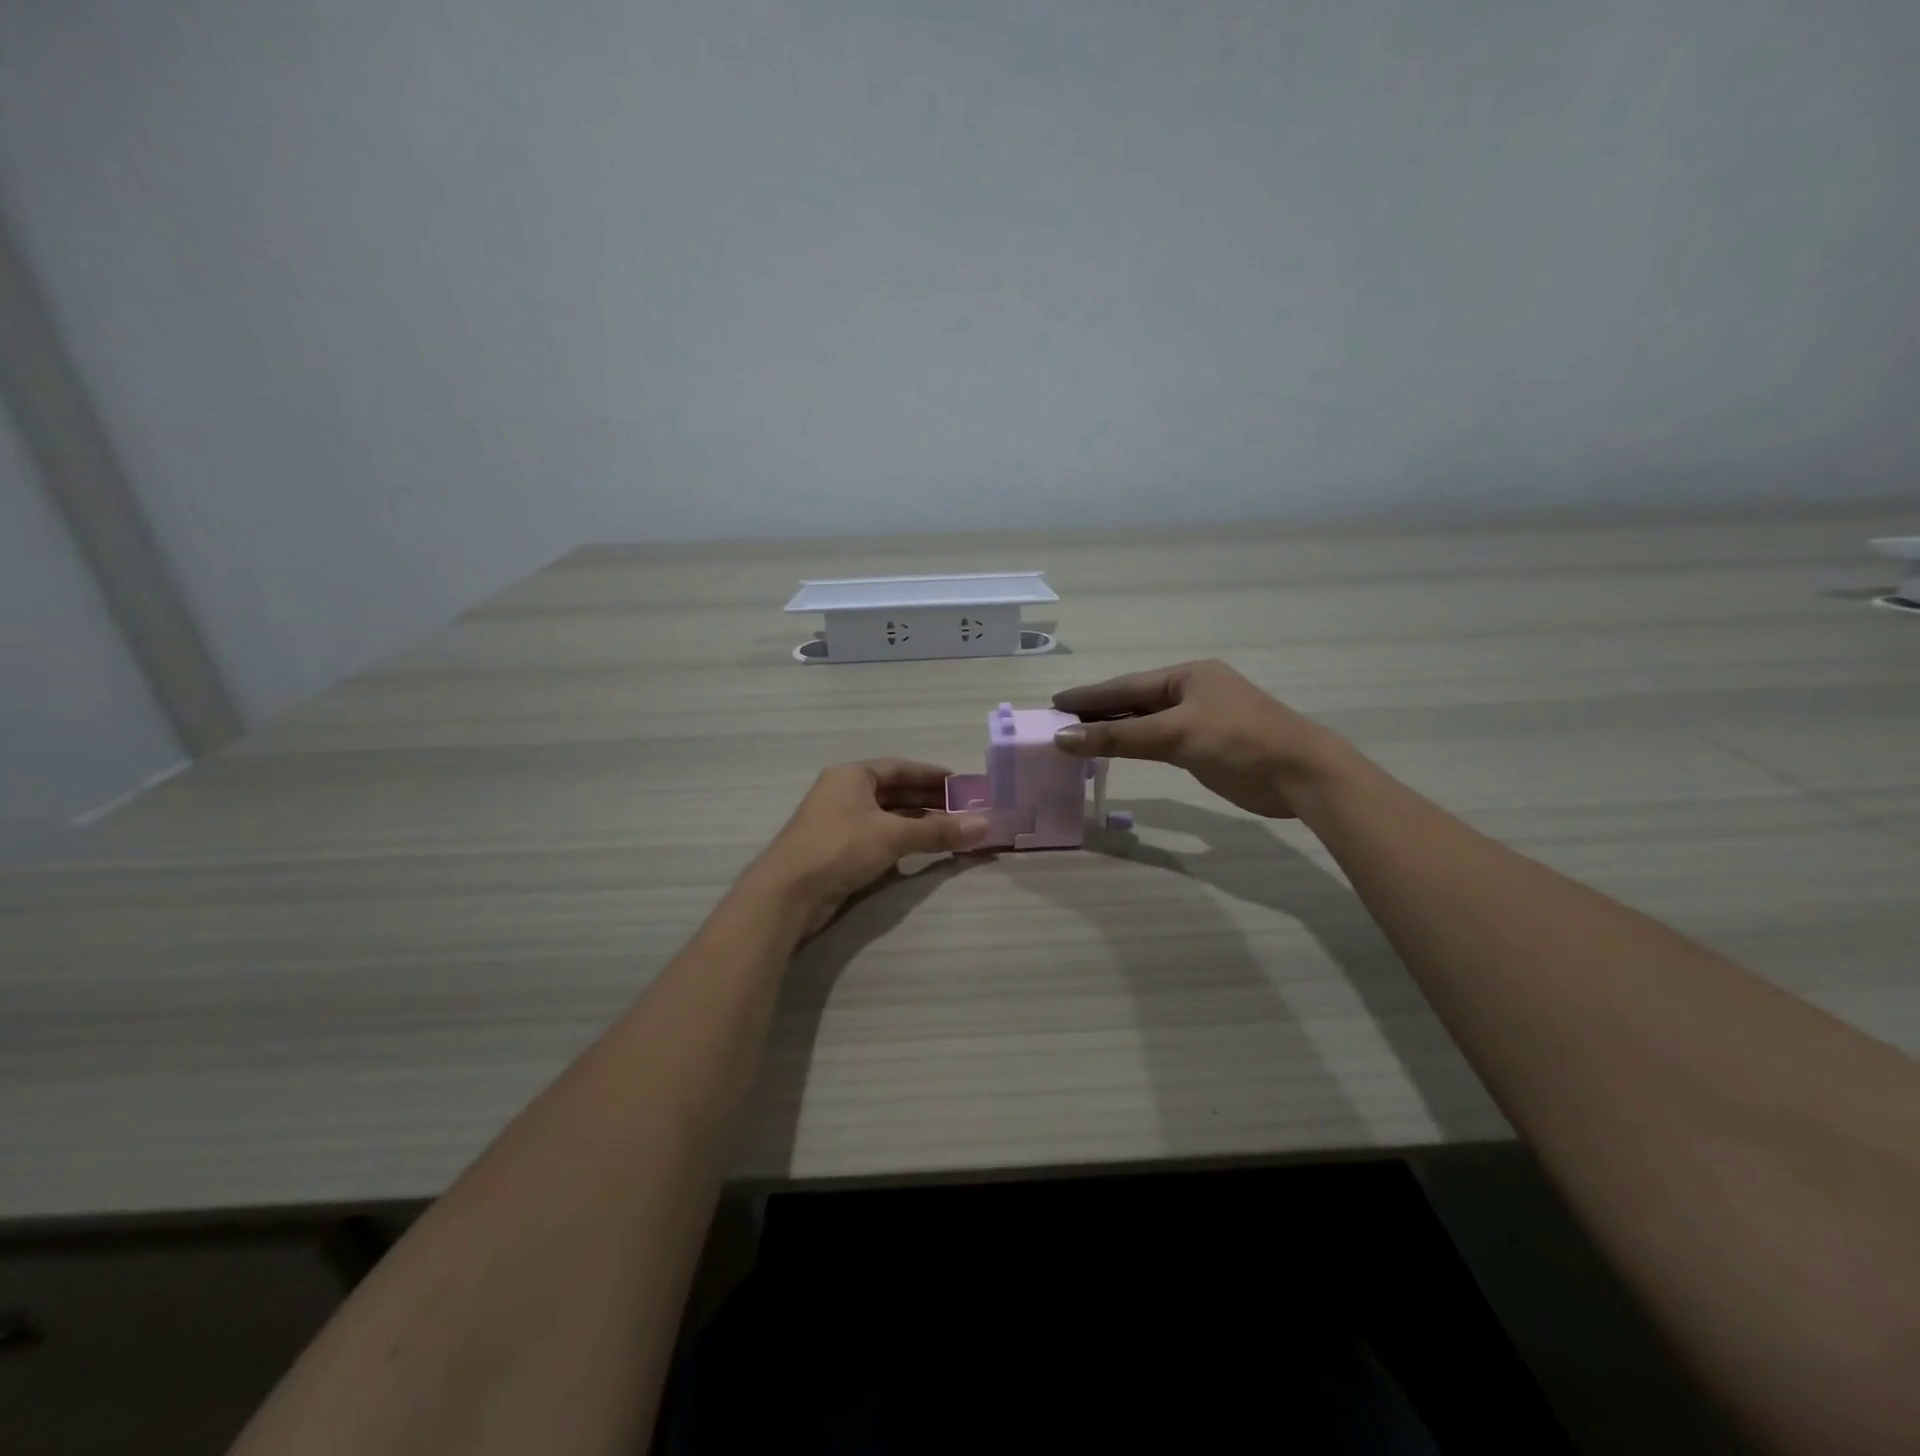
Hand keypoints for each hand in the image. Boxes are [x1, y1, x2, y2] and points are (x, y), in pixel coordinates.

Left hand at [749, 760, 989, 934]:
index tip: (962, 784)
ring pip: (887, 816)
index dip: (932, 775)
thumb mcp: (893, 835)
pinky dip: (902, 840)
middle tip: (964, 810)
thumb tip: (984, 825)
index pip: (900, 768)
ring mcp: (839, 822)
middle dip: (929, 801)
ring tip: (952, 830)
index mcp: (853, 775)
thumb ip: (938, 831)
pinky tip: (923, 849)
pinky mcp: (838, 850)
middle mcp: (844, 792)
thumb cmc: (840, 847)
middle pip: (895, 792)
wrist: (788, 893)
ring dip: (918, 823)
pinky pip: (878, 837)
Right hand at [1051, 660, 1343, 818]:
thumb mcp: (1175, 735)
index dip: (1089, 694)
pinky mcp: (1206, 746)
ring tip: (1077, 737)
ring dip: (1114, 729)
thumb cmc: (1238, 742)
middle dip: (1097, 711)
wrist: (1300, 774)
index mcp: (1187, 676)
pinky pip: (1159, 741)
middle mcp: (1192, 692)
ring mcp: (1201, 719)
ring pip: (1146, 722)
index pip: (1126, 685)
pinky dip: (1134, 745)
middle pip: (1134, 701)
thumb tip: (1063, 737)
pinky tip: (1115, 751)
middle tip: (1059, 722)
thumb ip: (1118, 737)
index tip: (1054, 701)